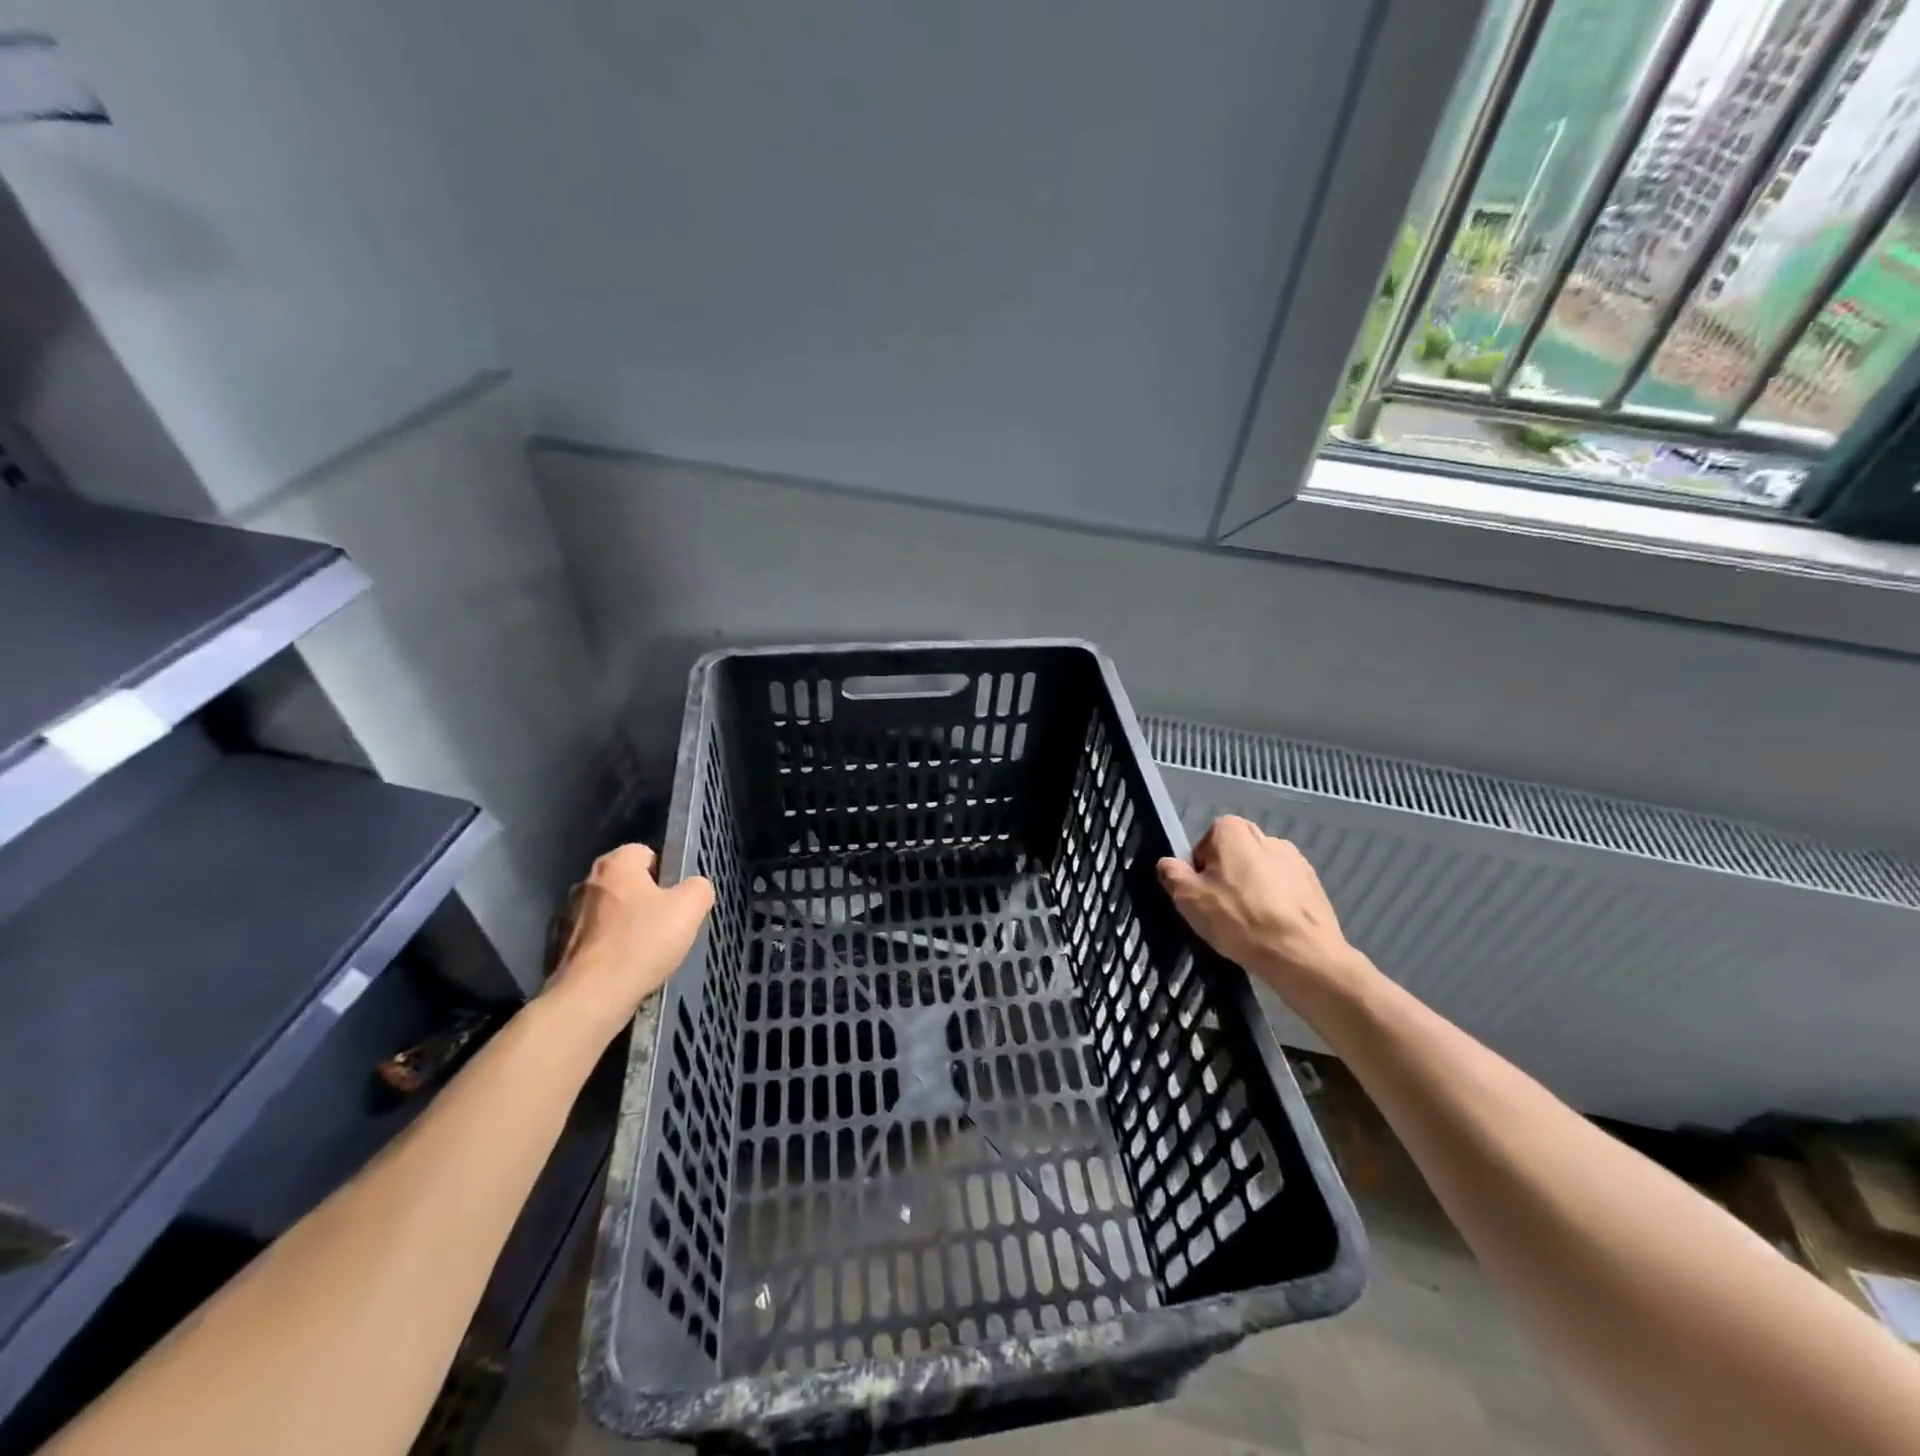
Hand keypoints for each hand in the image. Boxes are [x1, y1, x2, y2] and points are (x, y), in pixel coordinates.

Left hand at [544, 844, 712, 1042]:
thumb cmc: (641, 943)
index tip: (677, 900)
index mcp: (615, 864)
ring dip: (626, 926)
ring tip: (645, 953)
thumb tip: (694, 888)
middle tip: (667, 926)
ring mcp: (567, 916)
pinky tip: (623, 969)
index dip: (667, 873)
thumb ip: (699, 888)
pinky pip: (595, 941)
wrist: (590, 998)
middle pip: (628, 884)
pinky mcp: (559, 948)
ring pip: (610, 913)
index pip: (647, 853)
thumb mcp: (690, 909)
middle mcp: (586, 882)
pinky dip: (609, 950)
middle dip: (646, 901)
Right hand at [1157, 817, 1372, 1006]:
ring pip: (1259, 873)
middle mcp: (1266, 836)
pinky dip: (1275, 904)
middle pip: (1233, 856)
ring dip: (1252, 891)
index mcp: (1234, 831)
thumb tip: (1167, 864)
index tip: (1201, 895)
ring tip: (1249, 924)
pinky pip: (1283, 889)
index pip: (1204, 843)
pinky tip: (1272, 929)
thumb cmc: (1239, 920)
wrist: (1302, 954)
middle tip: (1221, 910)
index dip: (1199, 869)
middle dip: (1226, 878)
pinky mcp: (1314, 884)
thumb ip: (1172, 875)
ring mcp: (1295, 860)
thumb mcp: (1189, 899)